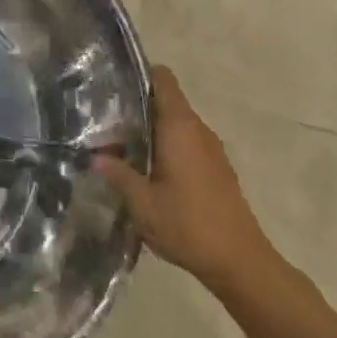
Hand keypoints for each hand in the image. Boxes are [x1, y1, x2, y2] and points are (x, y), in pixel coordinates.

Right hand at [94, 65, 279, 293]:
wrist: (240, 262)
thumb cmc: (188, 225)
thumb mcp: (143, 203)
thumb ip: (118, 175)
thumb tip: (95, 157)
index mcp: (179, 127)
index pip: (163, 79)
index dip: (139, 75)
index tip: (113, 85)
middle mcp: (197, 129)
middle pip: (167, 101)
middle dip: (138, 107)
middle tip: (106, 121)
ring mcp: (211, 149)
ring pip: (177, 124)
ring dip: (152, 129)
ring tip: (122, 146)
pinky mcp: (217, 168)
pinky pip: (188, 143)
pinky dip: (168, 146)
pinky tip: (148, 171)